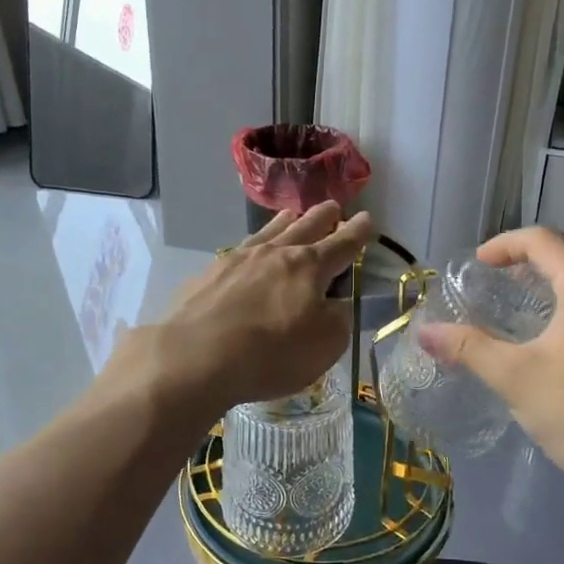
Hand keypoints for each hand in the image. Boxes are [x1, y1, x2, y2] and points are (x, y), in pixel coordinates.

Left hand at [124, 203, 373, 417]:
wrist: (196, 357)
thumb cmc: (272, 353)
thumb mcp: (325, 344)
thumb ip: (338, 319)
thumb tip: (335, 303)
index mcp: (308, 267)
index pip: (342, 244)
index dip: (357, 233)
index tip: (367, 218)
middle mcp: (274, 253)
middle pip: (305, 227)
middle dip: (323, 217)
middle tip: (333, 207)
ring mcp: (238, 260)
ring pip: (269, 231)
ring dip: (286, 221)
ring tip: (292, 214)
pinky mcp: (208, 274)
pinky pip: (239, 250)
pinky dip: (253, 245)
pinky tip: (247, 251)